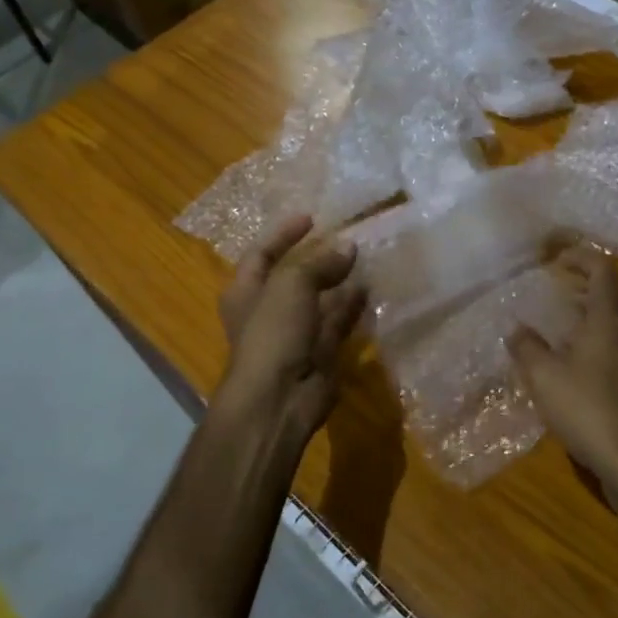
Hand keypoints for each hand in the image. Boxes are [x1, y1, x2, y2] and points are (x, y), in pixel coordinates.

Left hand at [213, 214, 366, 457]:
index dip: (283, 234)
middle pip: (294, 276)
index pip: (262, 253)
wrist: (279, 399)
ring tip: (366, 259)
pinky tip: (371, 290)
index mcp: (246, 291)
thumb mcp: (291, 284)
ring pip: (320, 300)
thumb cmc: (273, 333)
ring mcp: (295, 333)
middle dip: (318, 258)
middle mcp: (268, 310)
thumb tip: (348, 247)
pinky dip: (352, 307)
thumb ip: (320, 263)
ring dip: (339, 281)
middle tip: (346, 238)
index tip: (311, 218)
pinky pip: (338, 323)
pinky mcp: (320, 353)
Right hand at [509, 248, 617, 512]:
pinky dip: (599, 338)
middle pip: (614, 293)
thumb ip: (527, 347)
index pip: (602, 270)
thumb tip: (515, 329)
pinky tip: (577, 361)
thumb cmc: (587, 408)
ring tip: (564, 322)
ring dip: (593, 313)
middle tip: (558, 288)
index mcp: (609, 318)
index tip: (557, 258)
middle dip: (586, 285)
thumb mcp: (544, 376)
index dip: (581, 257)